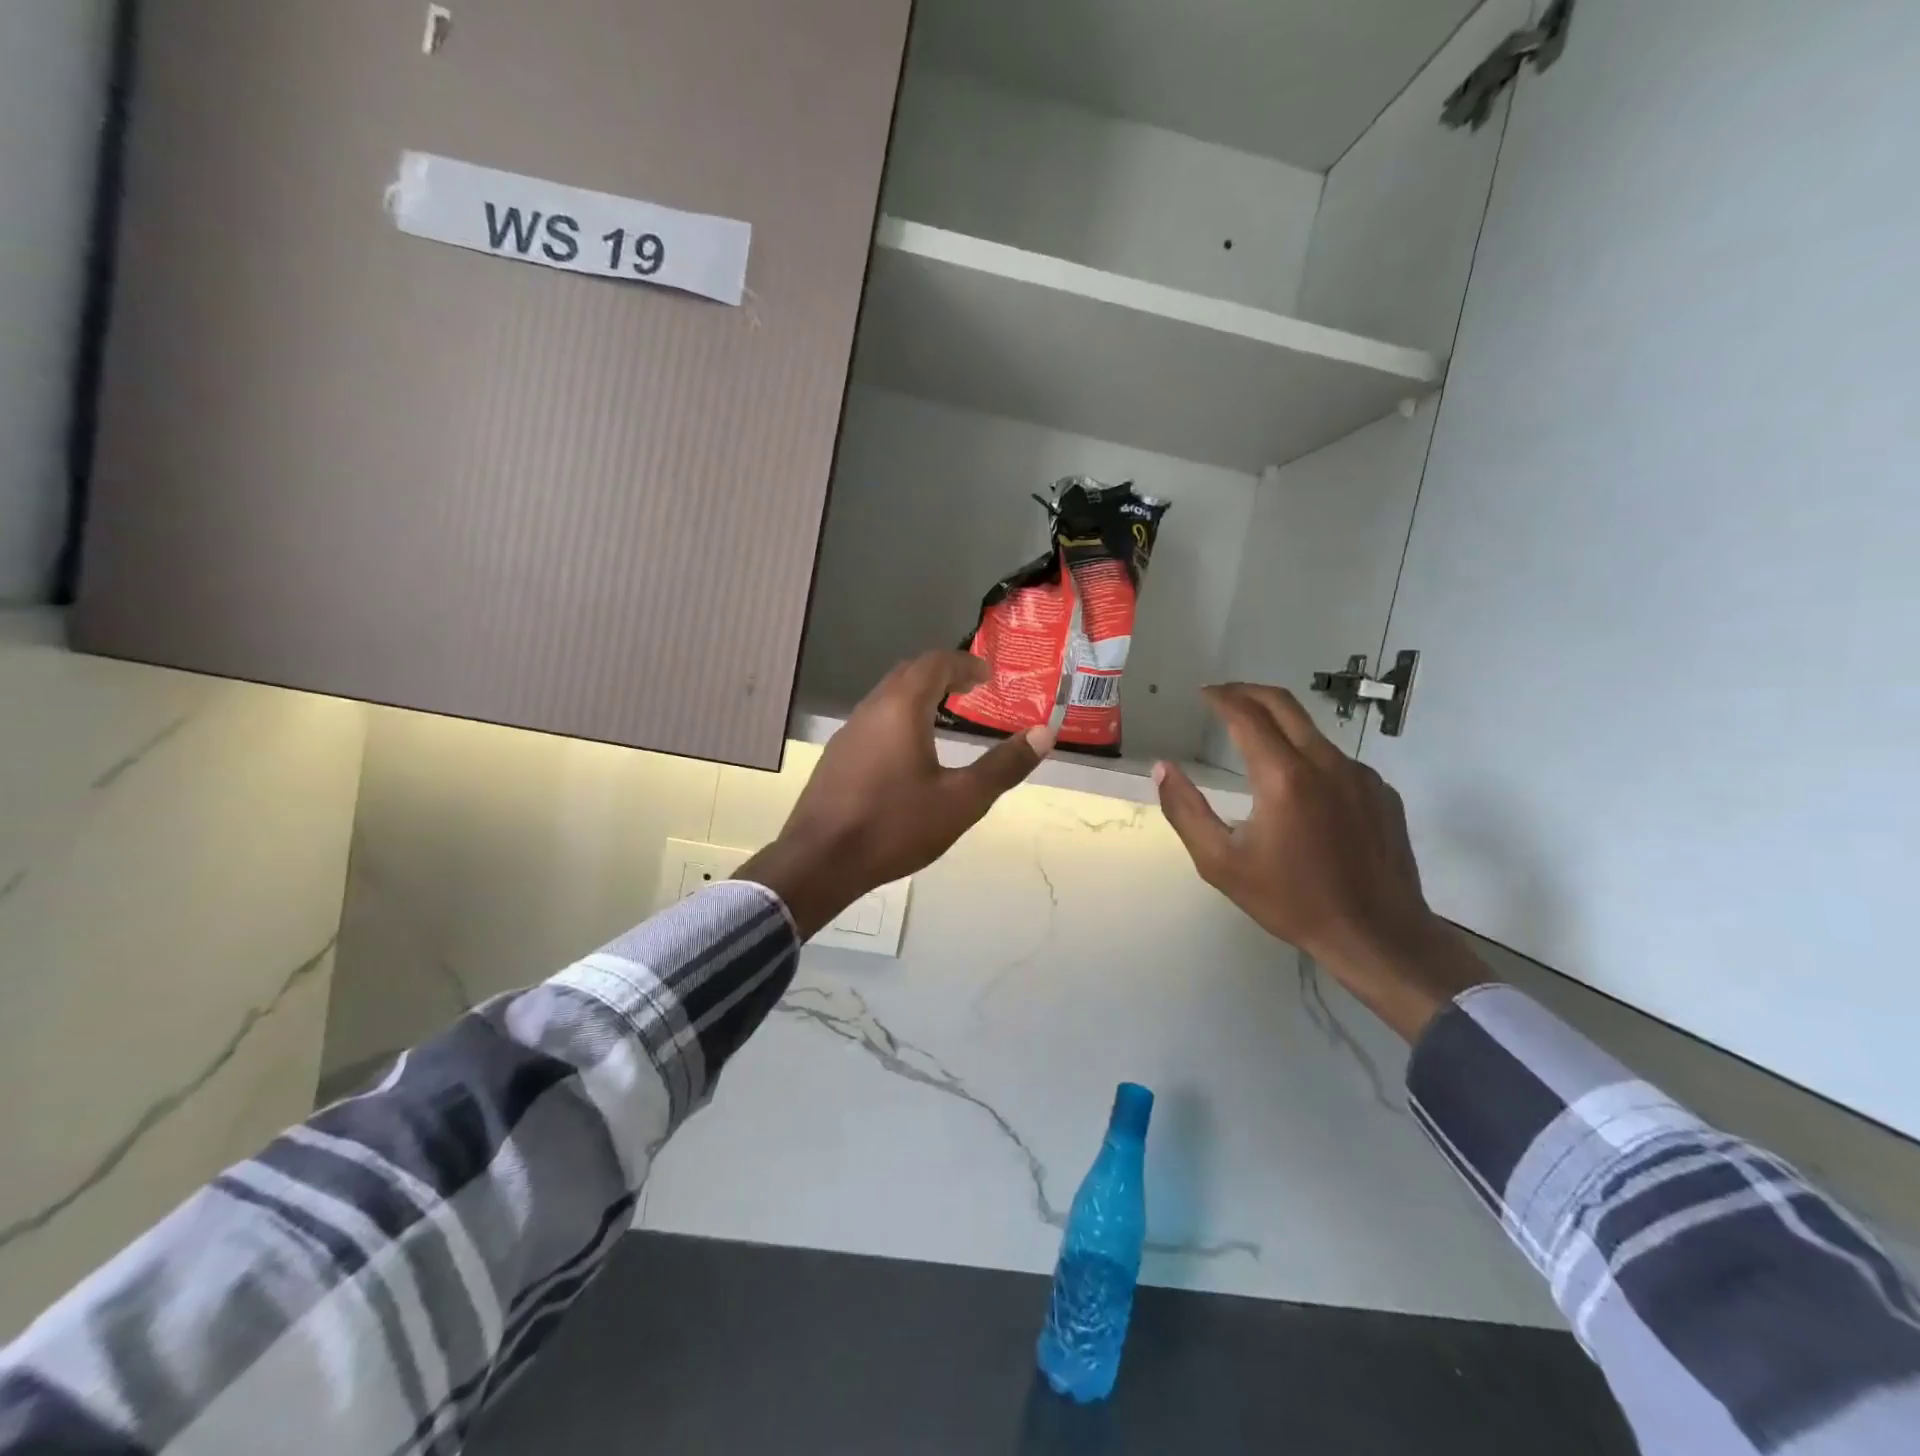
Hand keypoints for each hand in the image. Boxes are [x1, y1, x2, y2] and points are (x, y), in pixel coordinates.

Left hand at [738, 652, 1055, 938]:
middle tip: (970, 691)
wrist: (820, 861)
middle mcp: (871, 709)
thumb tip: (1045, 733)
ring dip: (918, 697)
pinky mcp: (836, 757)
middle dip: (941, 675)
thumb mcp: (961, 801)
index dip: (964, 664)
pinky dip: (898, 719)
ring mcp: (848, 733)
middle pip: (908, 674)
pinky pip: (873, 721)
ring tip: (944, 718)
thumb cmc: (895, 826)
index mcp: (901, 708)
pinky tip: (908, 752)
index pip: (935, 663)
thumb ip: (1003, 766)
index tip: (988, 676)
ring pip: (887, 697)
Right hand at [1154, 683, 1487, 1040]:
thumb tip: (1163, 769)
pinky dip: (1310, 758)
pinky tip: (1299, 790)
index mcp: (1283, 777)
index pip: (1247, 715)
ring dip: (1280, 726)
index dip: (1221, 697)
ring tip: (1255, 742)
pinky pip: (1338, 761)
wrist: (1377, 936)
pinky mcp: (1382, 793)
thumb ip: (1185, 811)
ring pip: (1313, 733)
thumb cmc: (1292, 901)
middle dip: (1249, 692)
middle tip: (1224, 696)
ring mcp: (1360, 776)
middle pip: (1284, 705)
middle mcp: (1326, 763)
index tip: (1203, 693)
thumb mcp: (1221, 863)